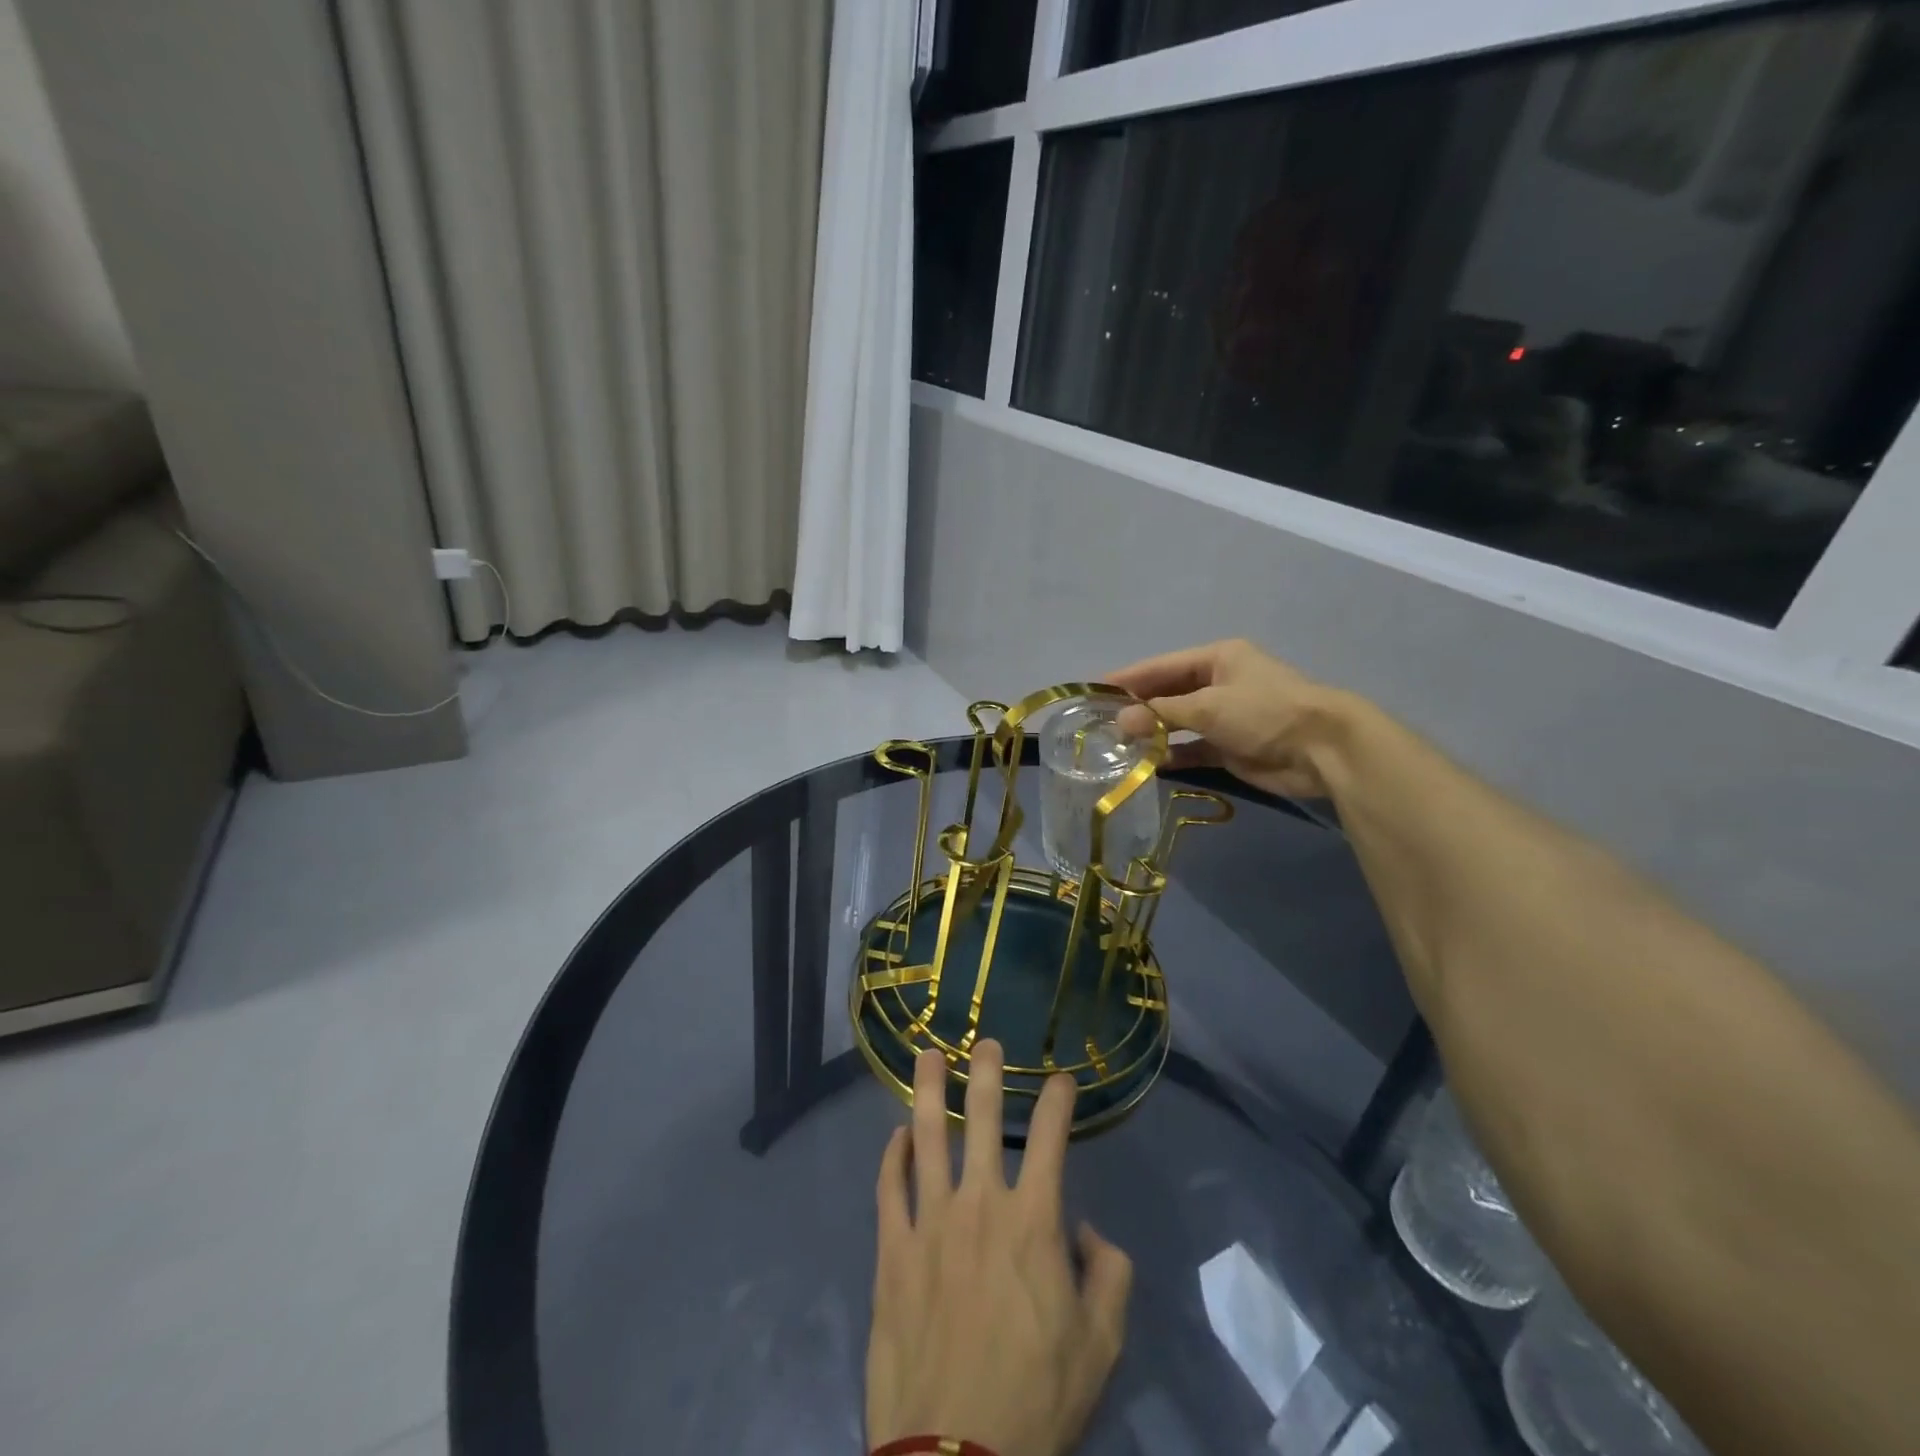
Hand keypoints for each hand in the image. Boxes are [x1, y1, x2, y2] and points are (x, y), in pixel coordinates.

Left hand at [866, 1043, 1131, 1455]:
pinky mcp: (892, 1251)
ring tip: (927, 1055)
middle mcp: (979, 1204)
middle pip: (979, 1118)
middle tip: (985, 1041)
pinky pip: (889, 1188)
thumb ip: (1109, 1275)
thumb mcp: (1100, 1345)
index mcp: (1032, 1221)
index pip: (1050, 1139)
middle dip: (986, 1072)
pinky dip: (892, 1156)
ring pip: (925, 1137)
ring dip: (927, 1090)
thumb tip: (1085, 1230)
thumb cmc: (1036, 1398)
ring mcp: (929, 1222)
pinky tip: (895, 1137)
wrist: (954, 1455)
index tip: (1062, 1079)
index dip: (1058, 1101)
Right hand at [1110, 639, 1343, 798]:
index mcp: (1217, 658)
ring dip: (1153, 733)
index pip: (1161, 666)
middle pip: (1168, 693)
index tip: (1094, 690)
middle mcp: (1218, 683)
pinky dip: (1173, 755)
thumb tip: (1119, 721)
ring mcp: (1225, 716)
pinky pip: (1192, 749)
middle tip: (1101, 722)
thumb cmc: (1265, 712)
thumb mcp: (1209, 706)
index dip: (1128, 678)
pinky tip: (1148, 764)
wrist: (1322, 749)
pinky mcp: (1230, 747)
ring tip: (1117, 745)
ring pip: (1178, 723)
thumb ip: (1162, 713)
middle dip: (1138, 708)